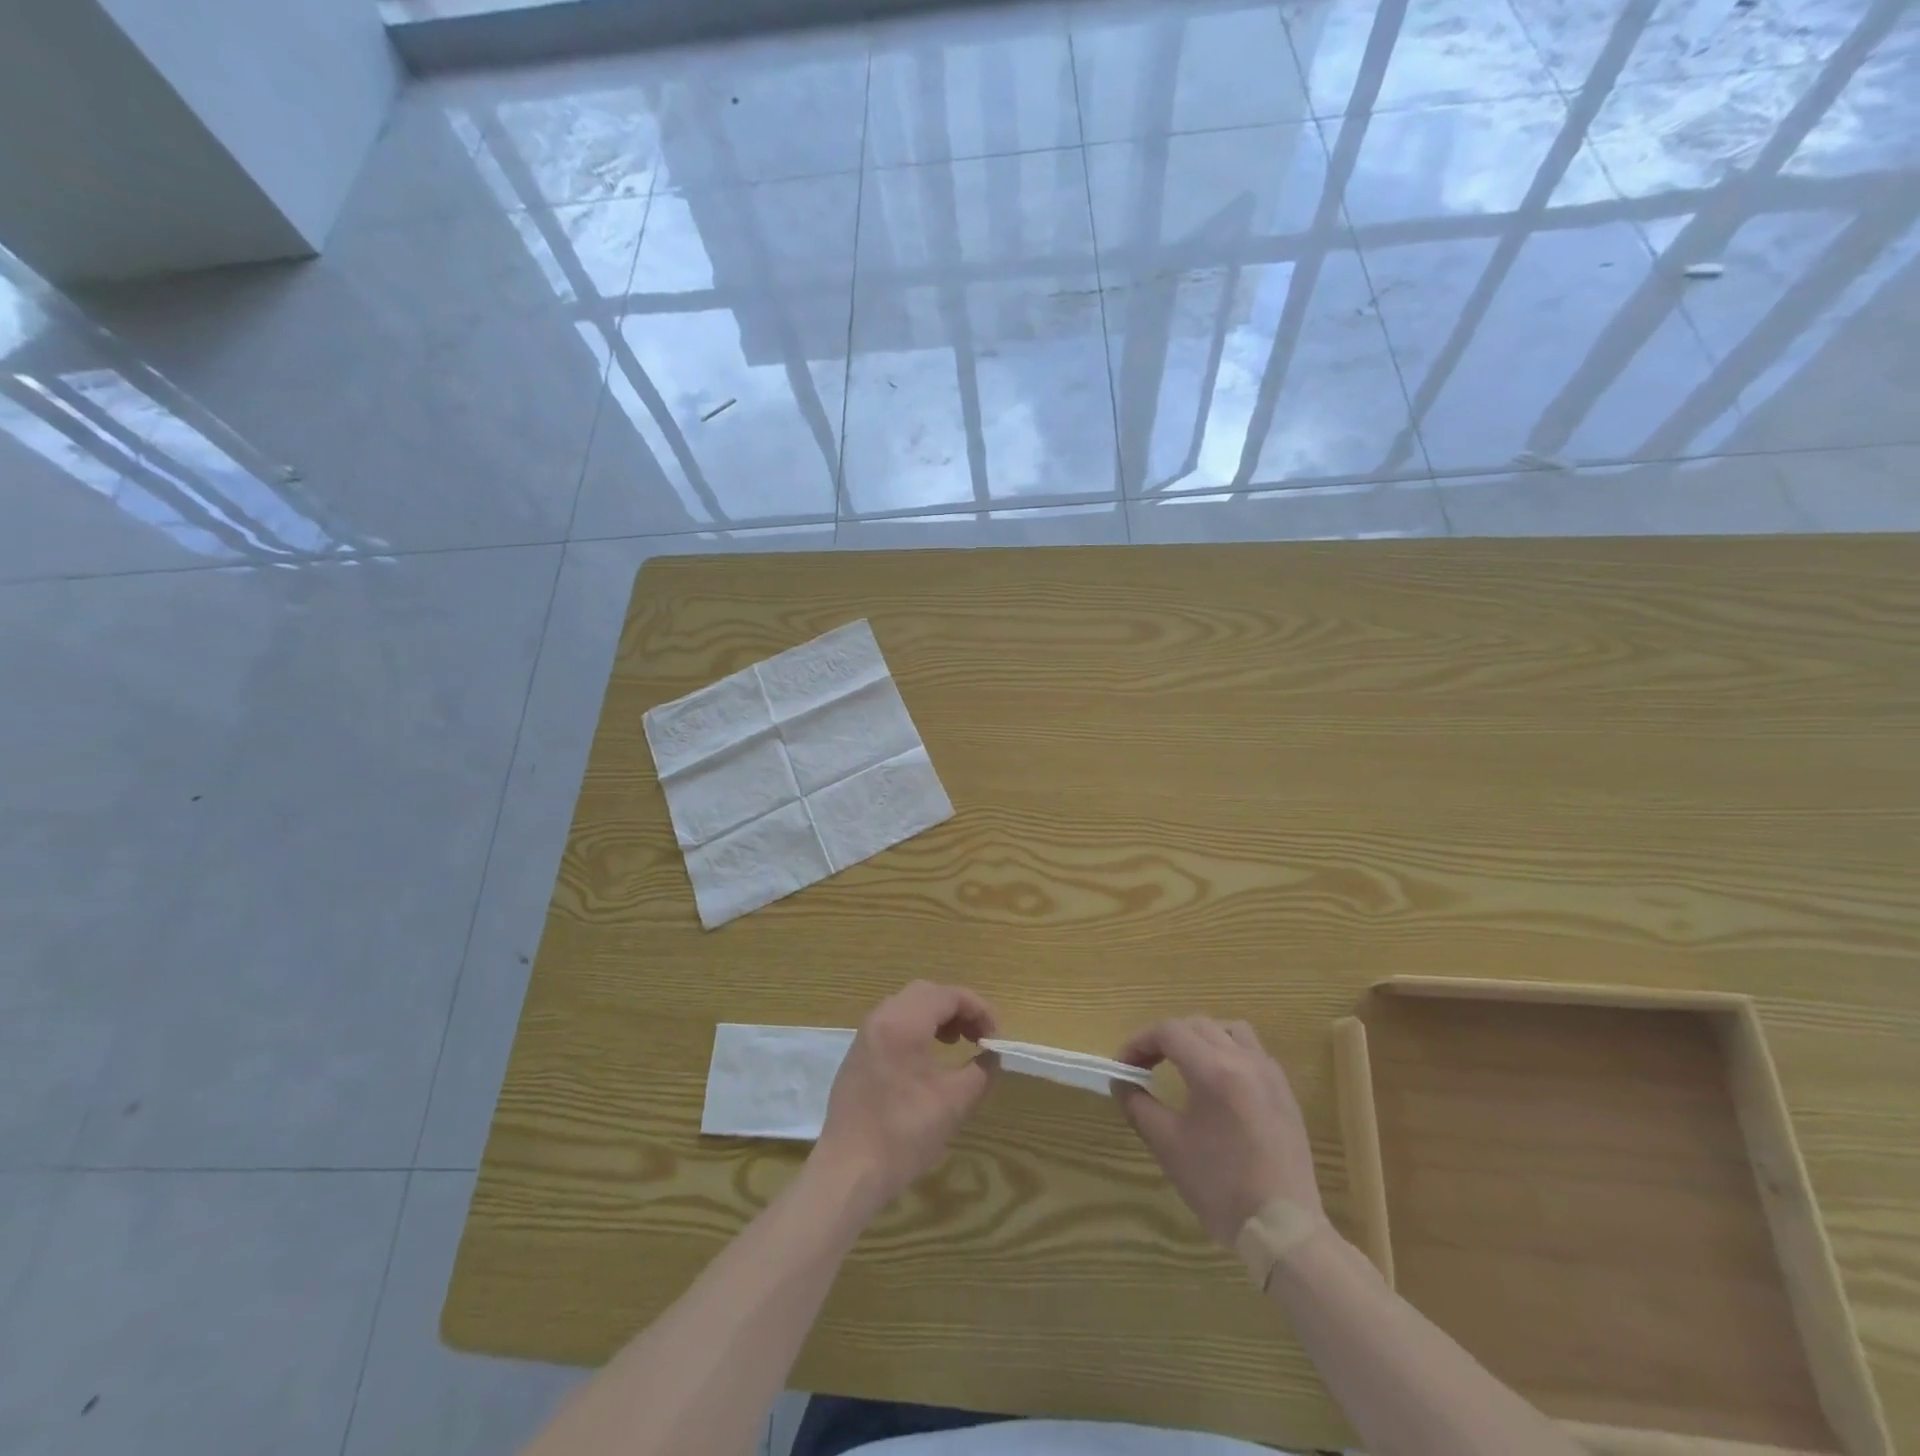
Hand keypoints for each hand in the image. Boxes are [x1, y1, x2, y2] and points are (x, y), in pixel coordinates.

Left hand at [812, 981, 998, 1214]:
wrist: (849, 1170)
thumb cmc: (904, 1133)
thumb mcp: (955, 1102)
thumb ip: (981, 1071)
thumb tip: (991, 1056)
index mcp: (903, 1022)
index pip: (948, 995)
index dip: (979, 1010)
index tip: (995, 1037)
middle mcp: (881, 1018)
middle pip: (926, 993)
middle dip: (957, 1008)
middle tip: (977, 1036)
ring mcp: (865, 1034)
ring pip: (908, 1005)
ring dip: (936, 1016)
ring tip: (955, 1043)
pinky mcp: (858, 1053)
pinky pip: (893, 1023)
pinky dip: (916, 1028)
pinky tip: (927, 1059)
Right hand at [1113, 1017, 1321, 1245]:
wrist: (1283, 1230)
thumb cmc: (1220, 1186)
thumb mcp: (1168, 1145)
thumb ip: (1138, 1105)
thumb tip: (1122, 1082)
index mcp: (1214, 1070)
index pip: (1168, 1031)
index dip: (1139, 1042)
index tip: (1123, 1066)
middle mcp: (1244, 1060)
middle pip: (1196, 1025)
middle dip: (1165, 1038)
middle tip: (1145, 1065)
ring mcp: (1269, 1073)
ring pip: (1229, 1030)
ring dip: (1200, 1038)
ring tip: (1184, 1064)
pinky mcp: (1284, 1092)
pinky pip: (1252, 1051)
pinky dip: (1228, 1052)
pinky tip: (1218, 1083)